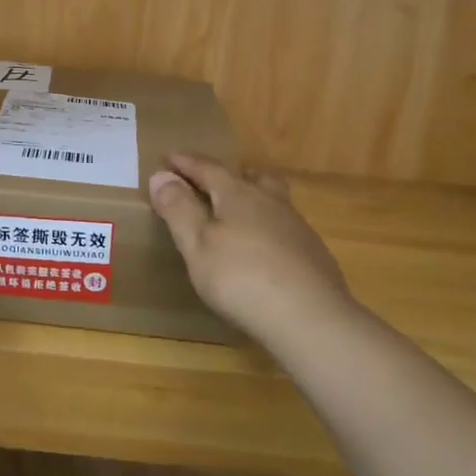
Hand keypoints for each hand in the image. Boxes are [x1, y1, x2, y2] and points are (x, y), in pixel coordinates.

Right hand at [148, 154, 353, 344]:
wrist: (311, 318)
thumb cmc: (242, 278)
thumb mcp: (197, 245)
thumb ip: (179, 209)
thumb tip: (161, 175)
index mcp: (238, 194)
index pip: (208, 169)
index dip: (186, 163)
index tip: (168, 157)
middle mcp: (270, 202)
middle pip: (250, 177)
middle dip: (228, 174)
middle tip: (212, 178)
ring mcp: (296, 227)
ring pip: (272, 200)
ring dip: (253, 198)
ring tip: (238, 213)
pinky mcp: (313, 254)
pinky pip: (285, 228)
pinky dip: (269, 228)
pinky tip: (264, 251)